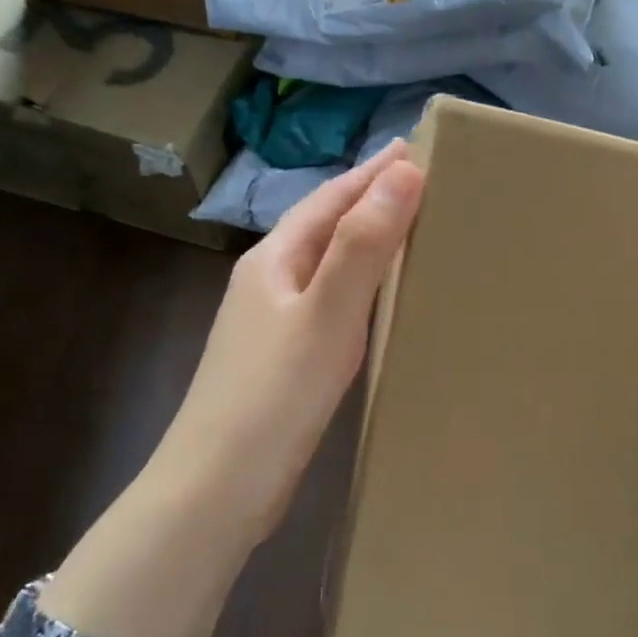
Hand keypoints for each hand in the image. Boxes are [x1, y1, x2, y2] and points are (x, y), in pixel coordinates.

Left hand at [41, 143, 424, 636]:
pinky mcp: (280, 360)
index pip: (329, 199)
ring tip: (406, 229)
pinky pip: (327, 302)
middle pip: (324, 227)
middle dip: (369, 199)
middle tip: (420, 181)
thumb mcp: (327, 313)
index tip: (413, 148)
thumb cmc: (275, 395)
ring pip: (326, 265)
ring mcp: (269, 323)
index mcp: (273, 260)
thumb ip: (363, 244)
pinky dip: (358, 287)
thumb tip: (403, 172)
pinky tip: (377, 301)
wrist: (217, 488)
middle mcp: (267, 282)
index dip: (372, 173)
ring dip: (364, 241)